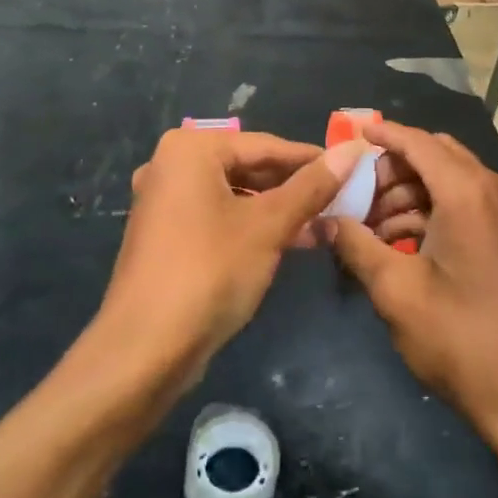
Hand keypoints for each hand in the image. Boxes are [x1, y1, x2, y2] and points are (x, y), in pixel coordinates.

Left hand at [100, 128, 363, 380]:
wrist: (143, 352)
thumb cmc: (209, 272)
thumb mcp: (269, 225)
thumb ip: (313, 186)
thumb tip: (353, 150)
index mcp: (191, 149)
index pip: (266, 145)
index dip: (313, 159)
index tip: (353, 169)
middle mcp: (172, 165)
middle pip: (249, 167)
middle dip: (295, 186)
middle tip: (342, 199)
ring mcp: (165, 201)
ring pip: (236, 194)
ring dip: (278, 209)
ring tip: (323, 223)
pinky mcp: (166, 234)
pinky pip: (219, 216)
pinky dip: (252, 225)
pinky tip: (290, 241)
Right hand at [325, 121, 497, 444]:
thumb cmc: (460, 338)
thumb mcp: (397, 291)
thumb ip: (357, 246)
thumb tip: (326, 220)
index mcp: (466, 191)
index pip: (418, 142)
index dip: (383, 134)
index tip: (350, 134)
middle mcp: (490, 189)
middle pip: (433, 155)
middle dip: (391, 169)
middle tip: (354, 195)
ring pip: (446, 179)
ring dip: (407, 193)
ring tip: (367, 228)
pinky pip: (461, 203)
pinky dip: (428, 212)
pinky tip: (397, 243)